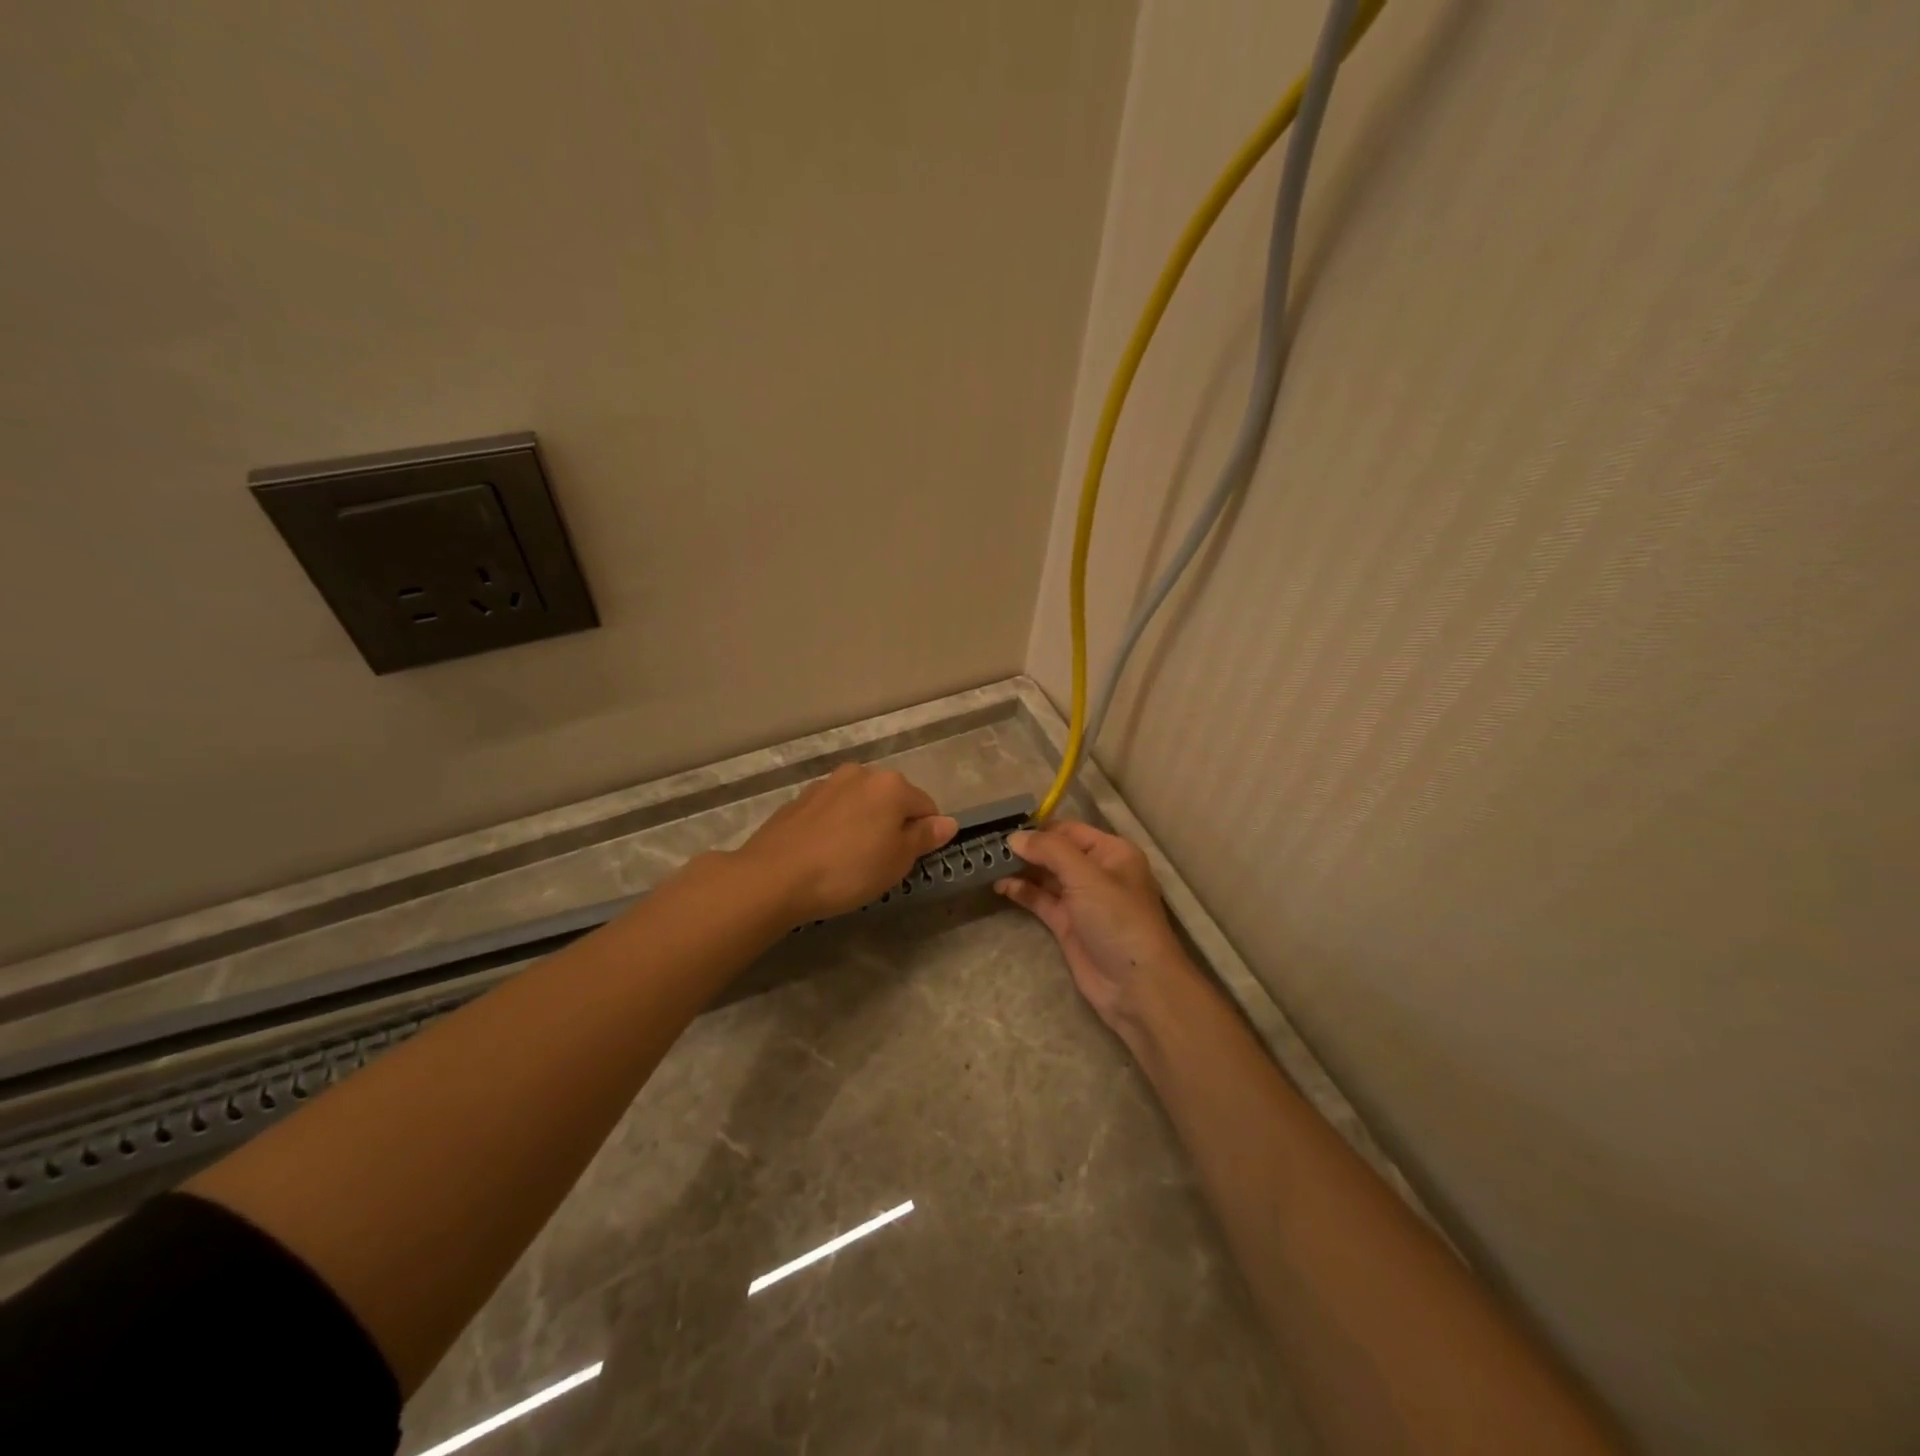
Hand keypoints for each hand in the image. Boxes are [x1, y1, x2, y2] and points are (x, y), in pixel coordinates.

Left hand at [736, 763, 956, 924]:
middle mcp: (861, 774)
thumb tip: (948, 822)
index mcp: (891, 785)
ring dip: (863, 824)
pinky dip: (837, 827)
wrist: (774, 876)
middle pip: (892, 800)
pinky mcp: (800, 800)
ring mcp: (827, 784)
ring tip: (850, 860)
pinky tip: (825, 854)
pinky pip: (832, 812)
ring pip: (860, 804)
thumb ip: (924, 837)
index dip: (925, 835)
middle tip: (882, 863)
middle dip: (893, 826)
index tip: (911, 862)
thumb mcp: (897, 861)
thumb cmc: (847, 870)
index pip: (926, 806)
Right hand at [996, 821, 1193, 1040]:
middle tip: (989, 845)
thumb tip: (1015, 837)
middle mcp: (1097, 872)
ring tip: (989, 863)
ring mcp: (1082, 900)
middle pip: (1056, 852)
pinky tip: (1001, 886)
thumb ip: (1050, 851)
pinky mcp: (1068, 925)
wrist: (1136, 986)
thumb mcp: (1087, 877)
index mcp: (1112, 852)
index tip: (1004, 827)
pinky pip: (1041, 901)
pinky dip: (1022, 892)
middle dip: (1027, 849)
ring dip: (1021, 870)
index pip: (1070, 830)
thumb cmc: (1118, 920)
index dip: (1040, 828)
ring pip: (1046, 877)